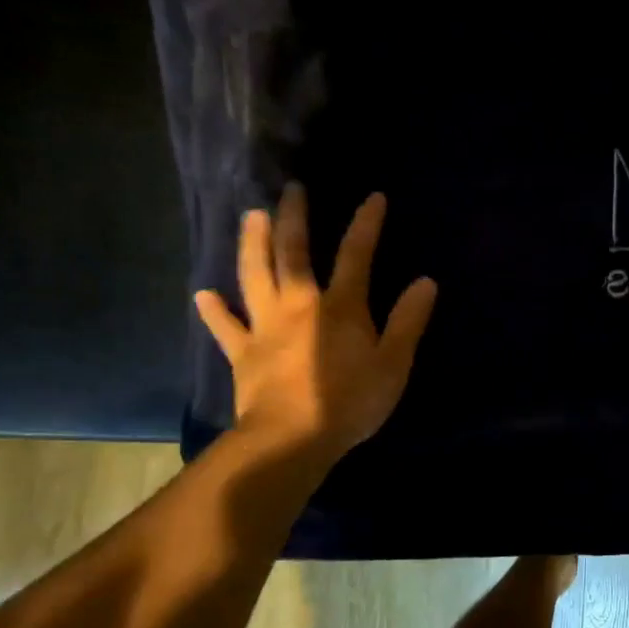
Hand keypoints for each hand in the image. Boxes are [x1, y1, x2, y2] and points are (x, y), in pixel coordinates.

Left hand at [195, 187, 436, 462]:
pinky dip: (214, 310)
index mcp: (340, 307)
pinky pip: (225, 327)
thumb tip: (425, 282)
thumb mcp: (394, 364)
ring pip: (255, 276)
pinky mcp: (243, 353)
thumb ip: (408, 321)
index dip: (366, 224)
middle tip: (290, 189)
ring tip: (250, 215)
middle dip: (293, 218)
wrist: (291, 439)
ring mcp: (265, 327)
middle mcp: (299, 305)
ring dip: (252, 243)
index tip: (373, 197)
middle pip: (293, 253)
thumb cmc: (350, 402)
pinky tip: (203, 294)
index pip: (356, 255)